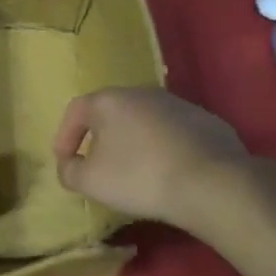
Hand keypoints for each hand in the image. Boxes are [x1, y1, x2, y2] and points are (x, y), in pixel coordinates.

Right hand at [53, 87, 253, 228]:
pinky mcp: (206, 120)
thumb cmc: (139, 177)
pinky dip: (162, 148)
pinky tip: (167, 172)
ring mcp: (178, 104)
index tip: (65, 162)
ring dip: (133, 142)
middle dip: (99, 138)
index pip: (76, 110)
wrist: (211, 182)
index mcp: (110, 101)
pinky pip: (172, 133)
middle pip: (111, 112)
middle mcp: (142, 92)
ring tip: (134, 171)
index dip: (64, 137)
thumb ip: (69, 171)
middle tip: (97, 166)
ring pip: (143, 121)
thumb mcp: (90, 181)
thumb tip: (70, 165)